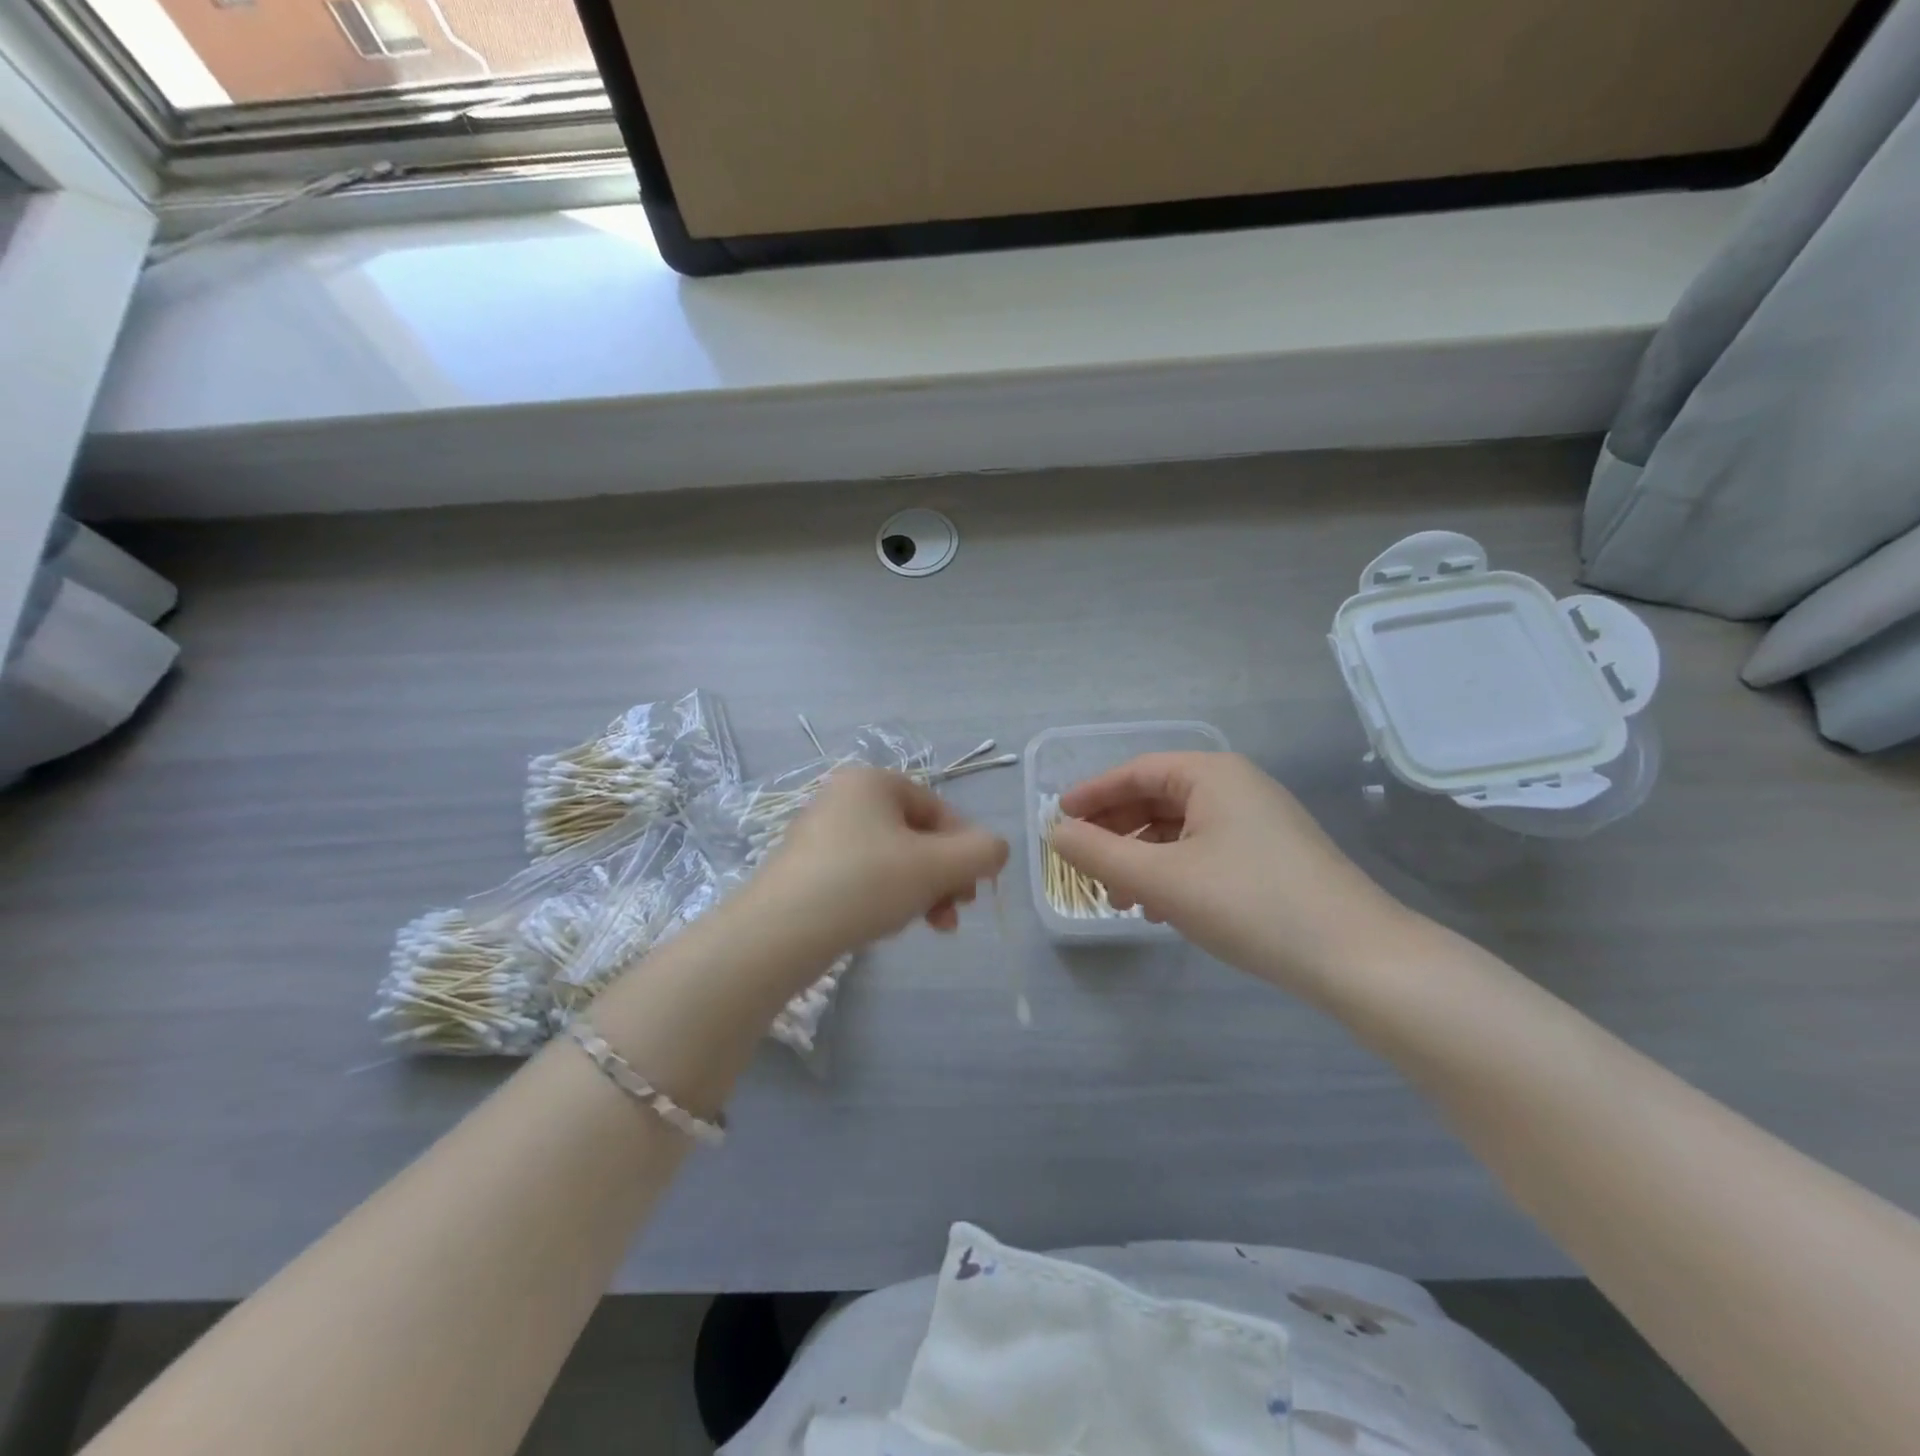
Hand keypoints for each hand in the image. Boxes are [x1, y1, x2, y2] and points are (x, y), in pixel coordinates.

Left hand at [749, 767, 1009, 959]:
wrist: (779, 933)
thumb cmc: (865, 884)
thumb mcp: (937, 866)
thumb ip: (981, 852)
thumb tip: (996, 849)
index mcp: (872, 781)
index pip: (938, 809)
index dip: (965, 848)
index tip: (975, 889)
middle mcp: (844, 798)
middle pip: (916, 836)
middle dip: (943, 876)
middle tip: (956, 912)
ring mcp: (821, 834)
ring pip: (892, 860)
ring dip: (920, 891)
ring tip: (929, 926)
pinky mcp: (807, 870)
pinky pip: (862, 876)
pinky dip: (885, 897)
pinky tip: (888, 926)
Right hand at [1051, 753, 1416, 1003]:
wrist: (1359, 958)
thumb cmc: (1249, 904)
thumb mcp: (1161, 879)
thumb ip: (1099, 854)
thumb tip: (1055, 834)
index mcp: (1211, 775)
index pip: (1135, 772)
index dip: (1092, 794)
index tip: (1057, 820)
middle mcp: (1237, 787)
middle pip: (1158, 799)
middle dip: (1117, 832)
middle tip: (1084, 865)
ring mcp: (1260, 823)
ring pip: (1181, 830)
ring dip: (1143, 858)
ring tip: (1119, 898)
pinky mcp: (1273, 858)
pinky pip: (1206, 852)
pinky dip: (1174, 873)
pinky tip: (1163, 910)